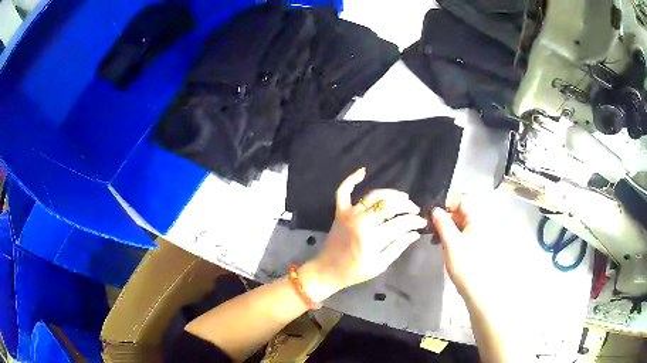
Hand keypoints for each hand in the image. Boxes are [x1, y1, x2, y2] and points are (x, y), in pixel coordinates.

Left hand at [302, 168, 427, 300]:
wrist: (327, 270)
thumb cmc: (355, 271)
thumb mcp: (380, 265)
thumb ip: (398, 247)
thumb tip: (415, 233)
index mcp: (371, 238)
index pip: (400, 224)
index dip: (414, 221)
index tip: (422, 222)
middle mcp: (360, 221)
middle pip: (389, 205)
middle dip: (406, 206)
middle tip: (415, 210)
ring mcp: (348, 214)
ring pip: (373, 195)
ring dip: (390, 194)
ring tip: (403, 198)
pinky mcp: (339, 212)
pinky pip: (343, 191)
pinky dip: (351, 179)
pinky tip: (363, 170)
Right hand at [431, 194, 484, 304]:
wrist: (476, 288)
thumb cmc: (465, 264)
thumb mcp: (451, 243)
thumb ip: (442, 223)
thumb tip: (434, 209)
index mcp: (477, 218)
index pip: (462, 199)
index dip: (447, 204)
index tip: (434, 216)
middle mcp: (479, 222)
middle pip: (460, 210)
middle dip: (445, 217)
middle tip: (432, 230)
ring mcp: (477, 233)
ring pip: (459, 222)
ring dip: (446, 227)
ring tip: (436, 240)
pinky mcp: (474, 244)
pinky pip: (461, 232)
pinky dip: (451, 236)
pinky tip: (443, 245)